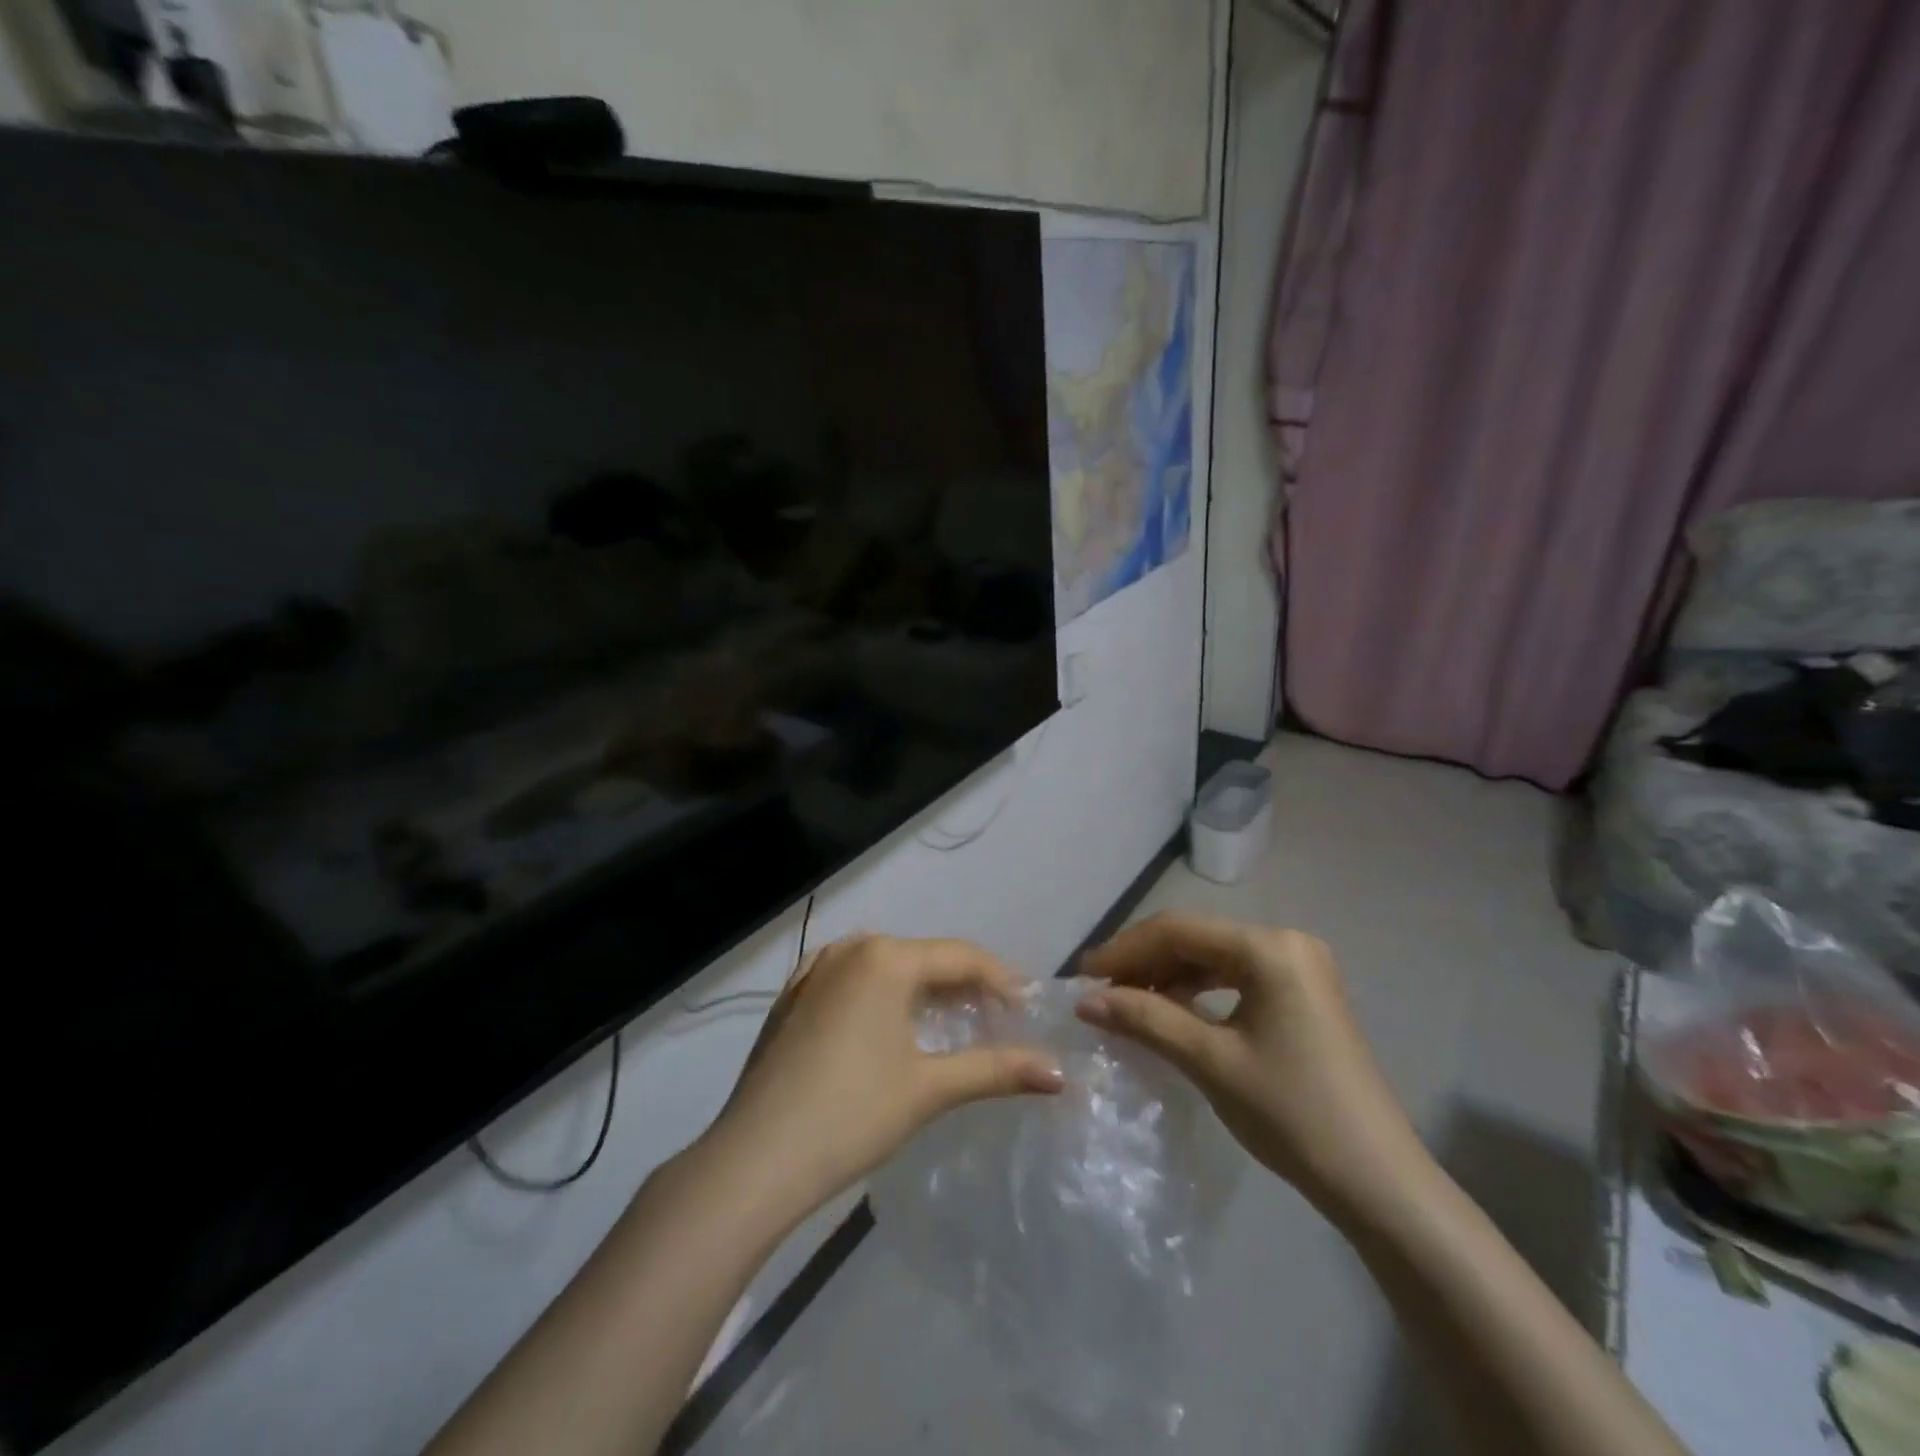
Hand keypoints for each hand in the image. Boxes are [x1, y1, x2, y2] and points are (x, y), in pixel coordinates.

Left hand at [706, 934, 1062, 1214]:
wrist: (754, 1159)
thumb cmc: (851, 1115)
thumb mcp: (930, 1089)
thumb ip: (997, 1071)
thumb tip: (1060, 1072)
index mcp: (885, 958)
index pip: (961, 957)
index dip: (1001, 980)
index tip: (1029, 1009)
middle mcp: (849, 949)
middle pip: (923, 957)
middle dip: (962, 985)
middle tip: (996, 1019)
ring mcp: (814, 969)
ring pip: (886, 967)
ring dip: (922, 990)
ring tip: (951, 1023)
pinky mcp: (791, 997)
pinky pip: (851, 981)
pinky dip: (881, 997)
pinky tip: (889, 1028)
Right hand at [1078, 912, 1423, 1217]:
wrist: (1378, 1183)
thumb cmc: (1292, 1114)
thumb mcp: (1210, 1061)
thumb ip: (1145, 1019)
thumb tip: (1085, 1000)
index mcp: (1269, 948)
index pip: (1179, 930)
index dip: (1124, 950)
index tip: (1082, 976)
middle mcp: (1286, 942)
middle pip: (1197, 938)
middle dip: (1144, 962)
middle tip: (1099, 992)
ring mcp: (1299, 967)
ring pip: (1214, 956)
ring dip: (1168, 976)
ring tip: (1126, 1002)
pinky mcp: (1303, 993)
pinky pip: (1236, 976)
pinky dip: (1198, 990)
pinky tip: (1171, 1011)